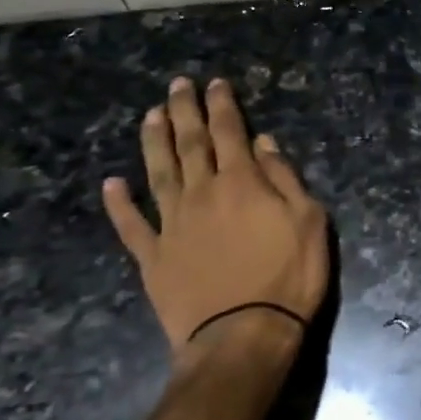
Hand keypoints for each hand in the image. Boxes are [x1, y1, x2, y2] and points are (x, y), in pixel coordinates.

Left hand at [103, 76, 328, 371]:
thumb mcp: (308, 222)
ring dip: (154, 142)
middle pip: (190, 144)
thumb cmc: (288, 277)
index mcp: (242, 183)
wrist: (243, 335)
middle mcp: (202, 194)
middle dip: (184, 111)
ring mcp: (172, 225)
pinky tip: (111, 184)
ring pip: (159, 173)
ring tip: (150, 116)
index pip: (230, 133)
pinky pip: (131, 225)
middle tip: (177, 85)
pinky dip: (119, 204)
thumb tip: (263, 143)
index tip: (215, 84)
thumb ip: (284, 179)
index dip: (222, 106)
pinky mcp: (153, 257)